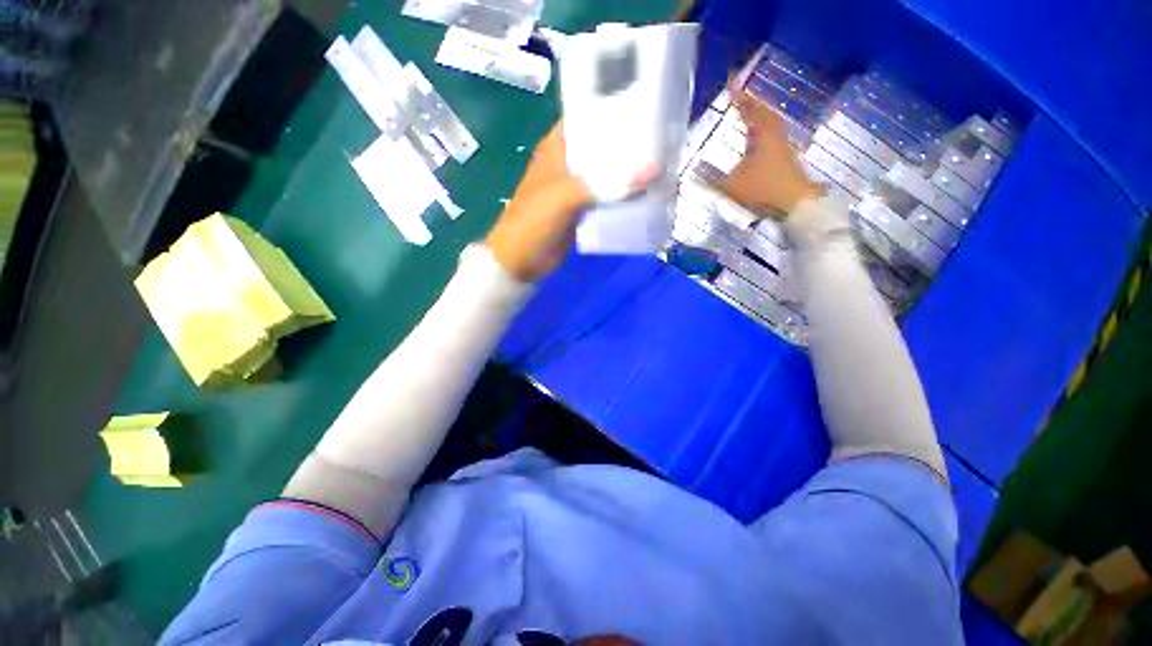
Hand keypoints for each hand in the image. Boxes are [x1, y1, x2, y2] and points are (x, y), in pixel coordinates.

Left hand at [486, 123, 657, 281]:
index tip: (647, 103)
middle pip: (602, 147)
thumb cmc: (534, 220)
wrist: (521, 260)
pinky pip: (607, 200)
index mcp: (558, 147)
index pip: (587, 116)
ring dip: (629, 174)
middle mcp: (568, 163)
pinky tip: (647, 195)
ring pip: (607, 175)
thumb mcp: (566, 195)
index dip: (613, 108)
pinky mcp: (583, 212)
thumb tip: (654, 169)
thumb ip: (607, 183)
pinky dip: (623, 199)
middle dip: (629, 144)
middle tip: (665, 138)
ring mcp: (576, 189)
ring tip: (664, 164)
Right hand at [719, 86, 821, 217]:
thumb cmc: (763, 190)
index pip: (750, 109)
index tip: (730, 84)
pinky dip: (761, 131)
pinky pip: (771, 136)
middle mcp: (774, 136)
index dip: (739, 97)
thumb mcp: (731, 187)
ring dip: (757, 117)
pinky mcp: (784, 158)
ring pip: (769, 124)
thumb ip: (710, 179)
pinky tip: (755, 140)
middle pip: (763, 113)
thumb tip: (691, 172)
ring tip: (746, 115)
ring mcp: (782, 147)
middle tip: (738, 98)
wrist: (795, 204)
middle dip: (750, 104)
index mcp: (762, 136)